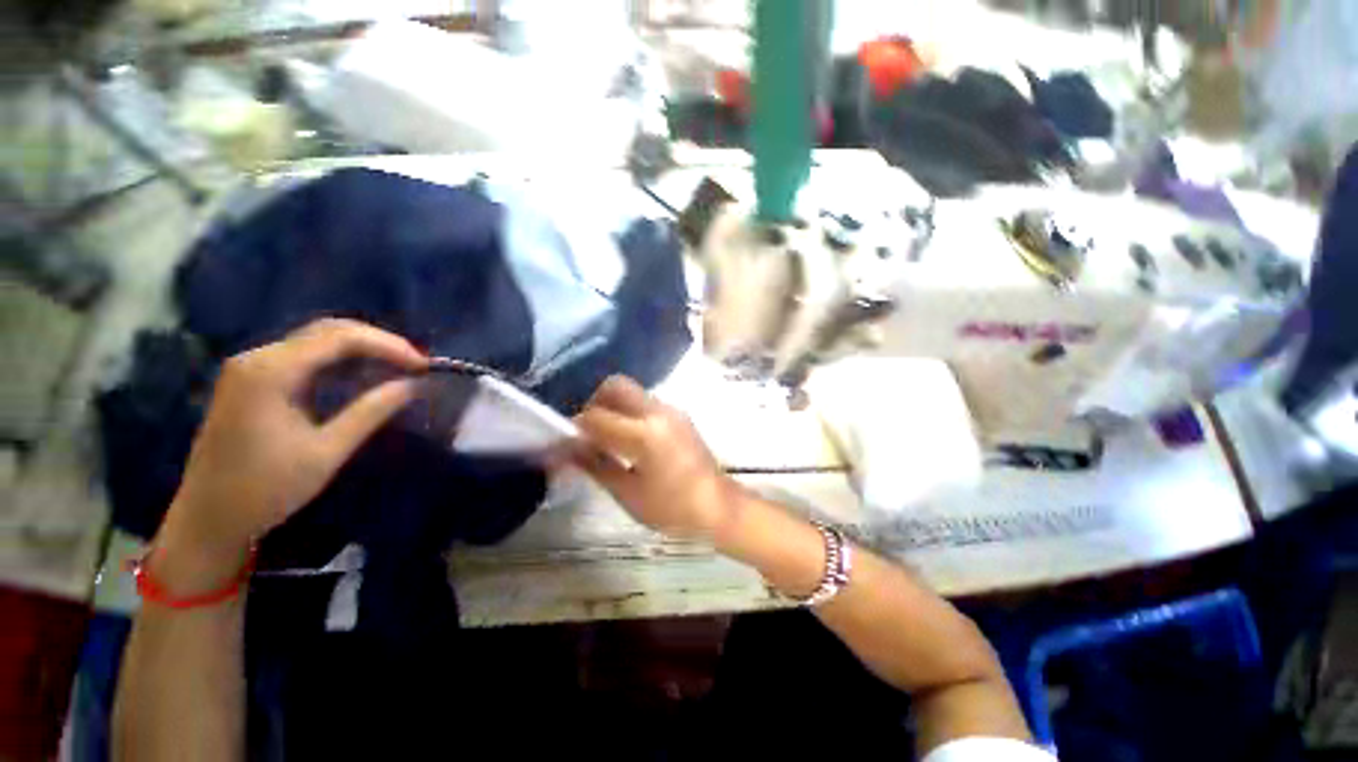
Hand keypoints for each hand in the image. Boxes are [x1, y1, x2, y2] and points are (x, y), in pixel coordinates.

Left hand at [153, 319, 426, 592]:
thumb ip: (371, 412)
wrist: (208, 518)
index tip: (424, 365)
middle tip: (415, 363)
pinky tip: (363, 374)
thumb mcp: (326, 452)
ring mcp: (252, 367)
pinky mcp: (253, 380)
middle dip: (378, 342)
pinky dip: (340, 360)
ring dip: (362, 349)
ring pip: (317, 340)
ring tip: (399, 367)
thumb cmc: (266, 489)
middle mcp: (257, 358)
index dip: (388, 345)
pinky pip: (305, 356)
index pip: (340, 338)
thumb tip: (414, 385)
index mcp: (270, 372)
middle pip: (327, 331)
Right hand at [571, 376, 742, 541]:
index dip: (575, 427)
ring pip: (631, 392)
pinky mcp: (678, 414)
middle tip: (587, 431)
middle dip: (594, 402)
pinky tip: (627, 438)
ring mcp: (671, 409)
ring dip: (612, 406)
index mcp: (644, 434)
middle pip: (615, 385)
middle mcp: (658, 411)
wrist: (719, 505)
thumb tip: (565, 450)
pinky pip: (645, 402)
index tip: (566, 441)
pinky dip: (628, 411)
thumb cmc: (673, 508)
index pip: (597, 416)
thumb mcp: (629, 494)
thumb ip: (596, 466)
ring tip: (605, 437)